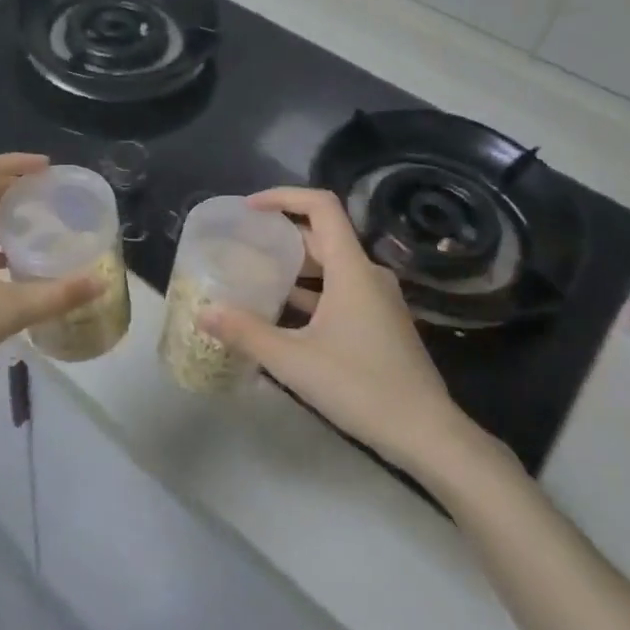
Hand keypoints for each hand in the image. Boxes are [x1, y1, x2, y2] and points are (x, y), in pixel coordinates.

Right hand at [200, 187, 512, 478]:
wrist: (426, 433)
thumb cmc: (360, 386)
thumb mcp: (293, 360)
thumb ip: (246, 332)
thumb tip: (204, 312)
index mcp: (351, 269)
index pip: (321, 207)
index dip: (283, 197)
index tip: (249, 208)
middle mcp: (368, 274)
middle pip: (323, 235)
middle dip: (281, 234)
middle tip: (242, 243)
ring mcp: (377, 299)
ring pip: (331, 266)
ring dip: (294, 266)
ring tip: (254, 274)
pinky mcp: (380, 322)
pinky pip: (340, 290)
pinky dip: (311, 292)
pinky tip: (282, 313)